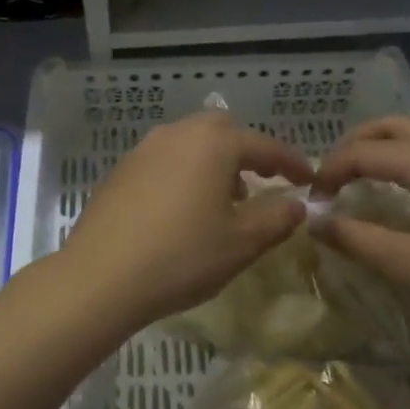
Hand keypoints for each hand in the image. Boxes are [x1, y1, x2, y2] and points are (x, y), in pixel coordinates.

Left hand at [57, 111, 313, 332]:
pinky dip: (184, 174)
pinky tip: (181, 211)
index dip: (291, 162)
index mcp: (213, 144)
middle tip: (261, 184)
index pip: (264, 146)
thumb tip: (296, 205)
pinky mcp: (120, 171)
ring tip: (221, 203)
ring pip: (190, 144)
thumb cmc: (182, 256)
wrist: (100, 277)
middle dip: (246, 154)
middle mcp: (177, 135)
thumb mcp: (241, 243)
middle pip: (222, 131)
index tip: (309, 180)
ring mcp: (143, 150)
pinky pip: (164, 161)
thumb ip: (277, 219)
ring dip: (213, 164)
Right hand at [311, 116, 409, 346]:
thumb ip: (356, 238)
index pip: (364, 152)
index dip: (330, 172)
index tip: (313, 202)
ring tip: (361, 181)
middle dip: (354, 145)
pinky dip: (409, 160)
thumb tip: (314, 220)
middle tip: (331, 177)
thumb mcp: (409, 266)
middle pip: (392, 126)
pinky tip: (406, 195)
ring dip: (383, 149)